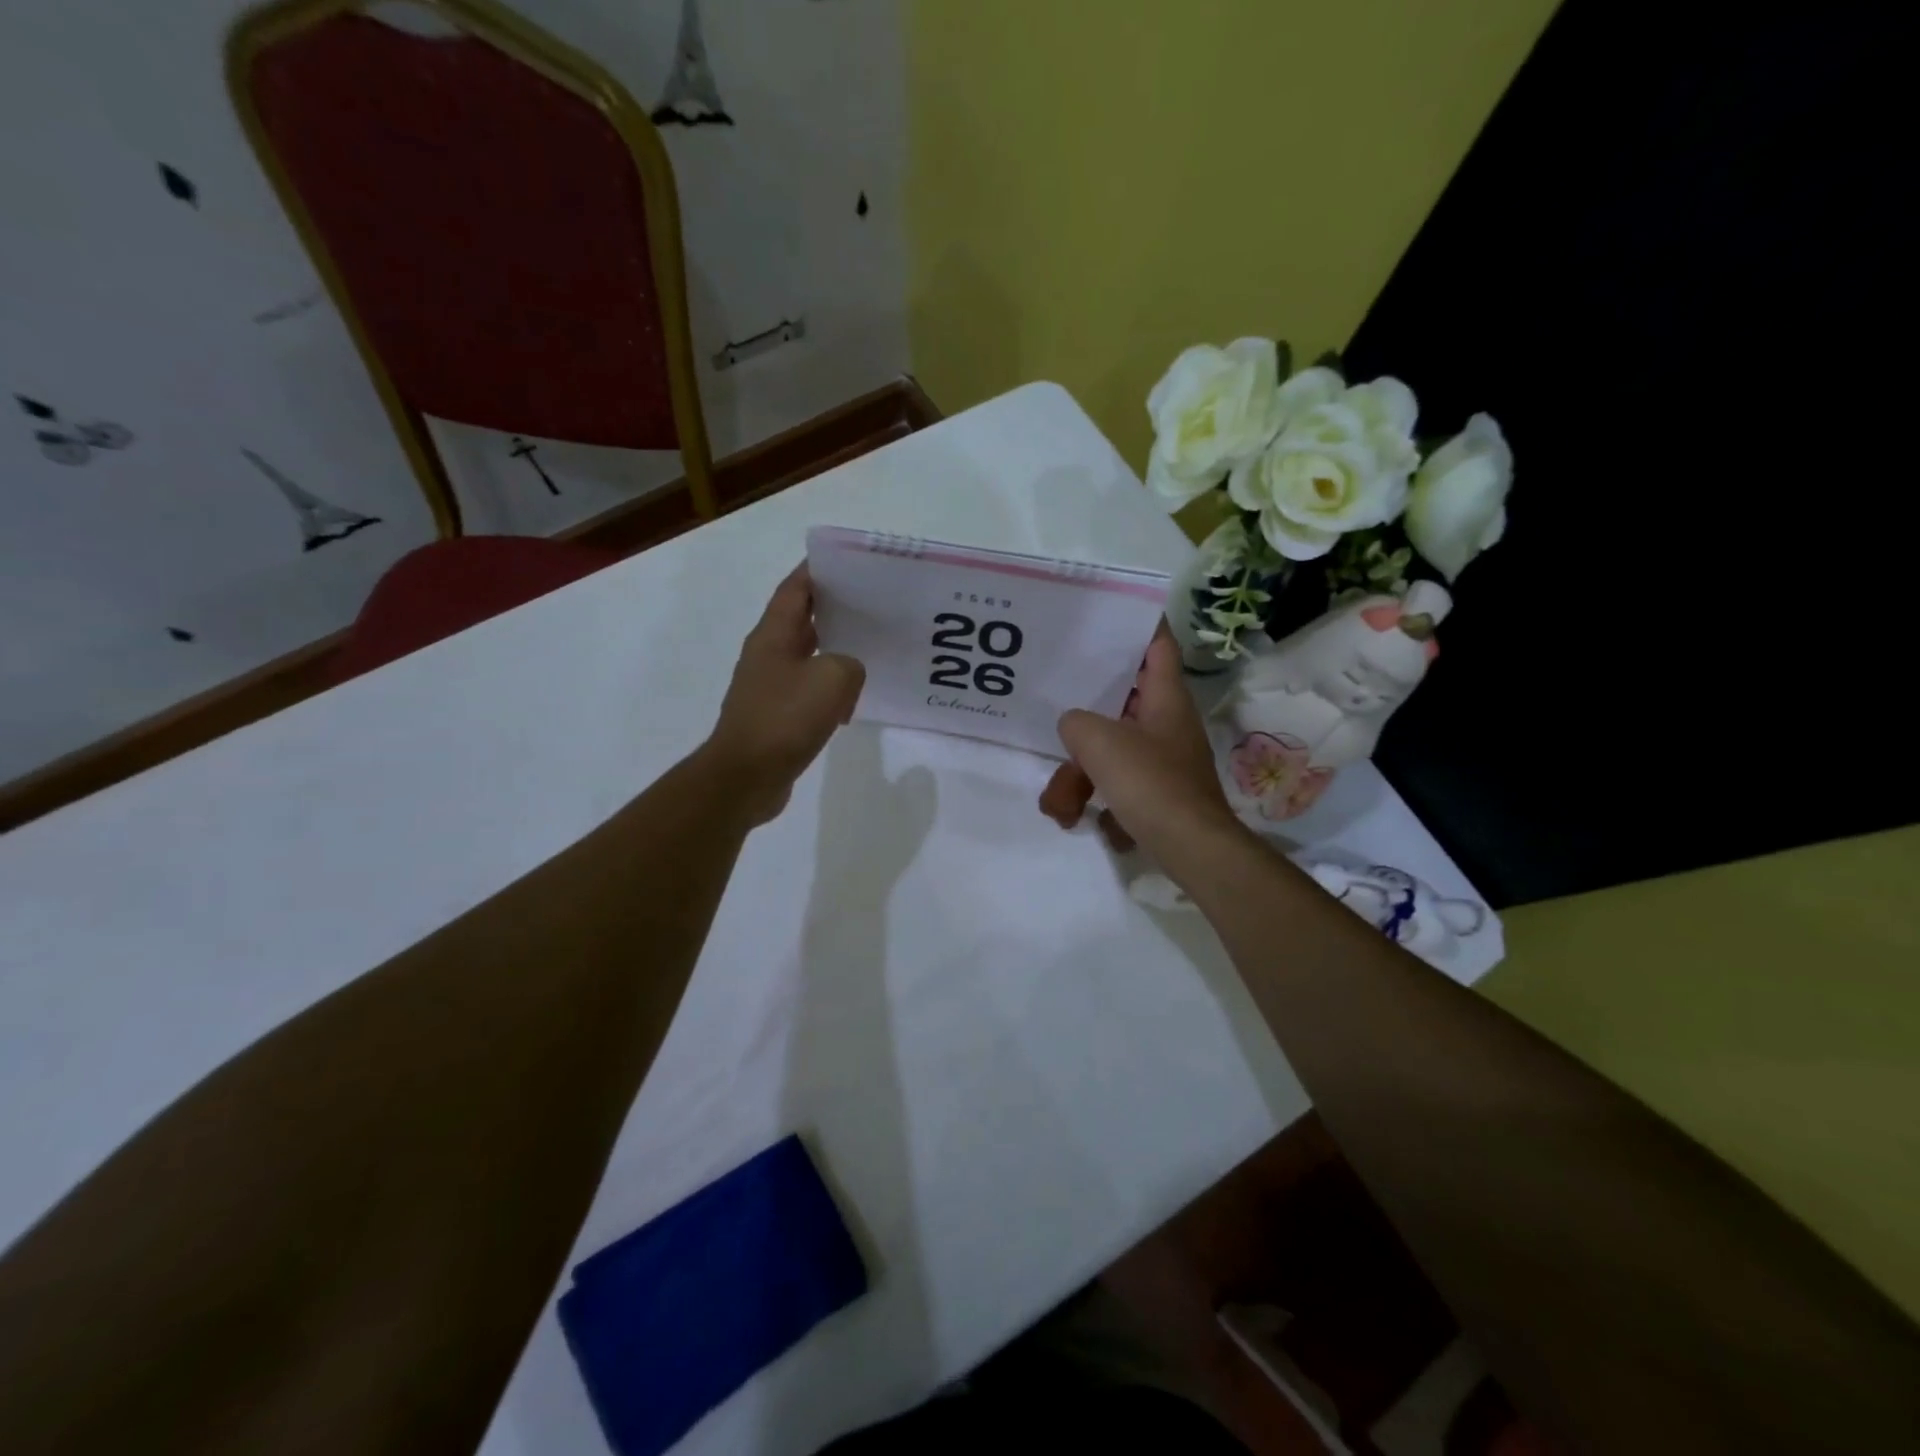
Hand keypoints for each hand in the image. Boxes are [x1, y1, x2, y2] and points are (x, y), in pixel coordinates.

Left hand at [704, 565, 865, 824]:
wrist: (745, 776)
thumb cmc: (784, 719)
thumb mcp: (832, 679)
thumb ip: (850, 664)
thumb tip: (846, 672)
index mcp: (773, 635)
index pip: (795, 588)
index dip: (818, 570)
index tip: (847, 562)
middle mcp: (767, 654)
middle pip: (801, 619)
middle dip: (833, 608)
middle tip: (871, 604)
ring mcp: (768, 686)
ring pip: (806, 655)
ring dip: (833, 649)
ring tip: (869, 647)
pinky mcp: (774, 715)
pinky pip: (806, 689)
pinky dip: (829, 687)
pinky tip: (851, 698)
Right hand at [1054, 622, 1239, 856]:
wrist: (1190, 848)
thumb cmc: (1150, 783)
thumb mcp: (1099, 741)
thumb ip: (1076, 722)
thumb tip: (1075, 725)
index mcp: (1166, 698)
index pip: (1159, 646)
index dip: (1142, 625)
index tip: (1117, 613)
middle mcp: (1169, 724)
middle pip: (1125, 701)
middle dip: (1088, 715)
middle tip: (1058, 706)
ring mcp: (1165, 760)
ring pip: (1113, 752)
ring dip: (1080, 775)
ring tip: (1059, 805)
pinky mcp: (1159, 793)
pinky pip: (1118, 785)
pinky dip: (1097, 800)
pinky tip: (1079, 821)